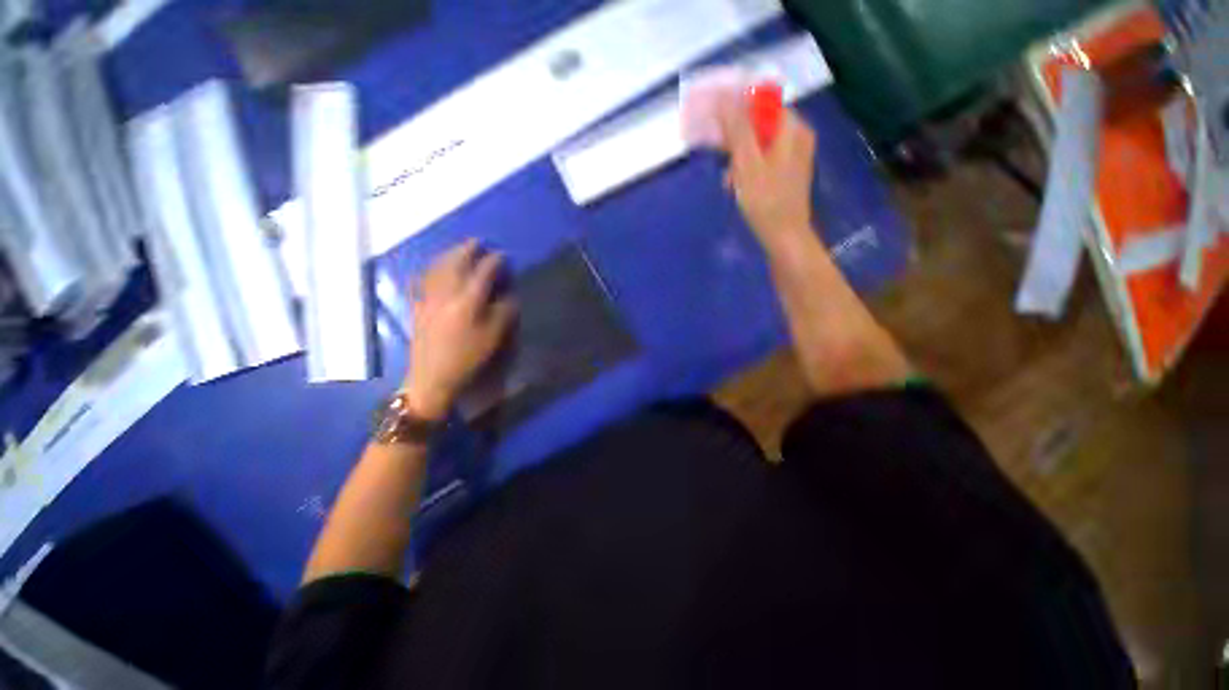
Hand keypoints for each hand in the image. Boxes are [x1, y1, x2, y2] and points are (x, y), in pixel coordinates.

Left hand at [404, 240, 516, 419]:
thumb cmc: (467, 358)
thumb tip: (509, 296)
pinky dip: (428, 270)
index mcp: (467, 302)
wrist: (432, 378)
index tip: (502, 255)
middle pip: (456, 264)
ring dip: (448, 255)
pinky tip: (431, 269)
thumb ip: (503, 313)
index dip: (493, 262)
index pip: (482, 273)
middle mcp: (446, 294)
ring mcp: (428, 298)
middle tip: (477, 242)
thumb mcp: (493, 338)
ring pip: (437, 268)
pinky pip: (421, 281)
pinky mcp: (418, 307)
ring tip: (457, 249)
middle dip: (467, 250)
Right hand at [719, 102, 816, 245]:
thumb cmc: (765, 201)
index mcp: (791, 128)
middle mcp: (797, 135)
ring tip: (727, 179)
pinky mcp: (788, 171)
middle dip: (735, 136)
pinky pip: (764, 157)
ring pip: (760, 142)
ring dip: (738, 156)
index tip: (714, 119)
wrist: (784, 236)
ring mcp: (794, 154)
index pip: (761, 101)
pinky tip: (736, 184)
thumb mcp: (747, 164)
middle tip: (715, 150)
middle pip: (760, 122)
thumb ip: (737, 130)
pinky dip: (747, 167)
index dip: (735, 106)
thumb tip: (725, 99)